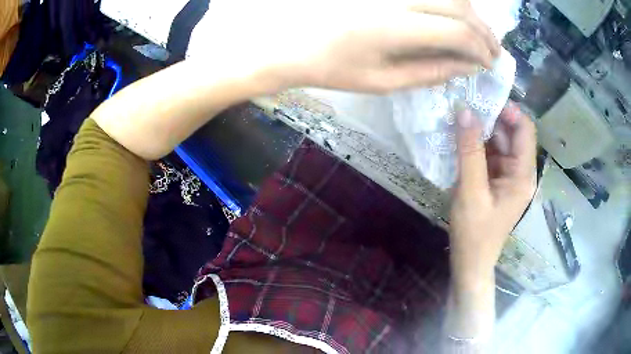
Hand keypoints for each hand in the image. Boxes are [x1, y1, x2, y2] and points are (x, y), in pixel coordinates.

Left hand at [189, 0, 499, 93]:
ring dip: (469, 12)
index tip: (490, 64)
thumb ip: (430, 71)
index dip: (482, 49)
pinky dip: (446, 1)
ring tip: (475, 33)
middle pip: (460, 6)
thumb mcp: (382, 81)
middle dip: (484, 30)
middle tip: (491, 49)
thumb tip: (467, 67)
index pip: (460, 32)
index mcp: (397, 26)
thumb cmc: (330, 66)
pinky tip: (450, 14)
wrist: (287, 39)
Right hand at [449, 103, 536, 281]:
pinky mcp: (496, 181)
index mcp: (523, 174)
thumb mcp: (471, 192)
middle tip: (464, 106)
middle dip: (490, 119)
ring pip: (498, 143)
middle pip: (510, 134)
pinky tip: (459, 139)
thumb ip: (469, 151)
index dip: (508, 111)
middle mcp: (520, 171)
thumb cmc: (474, 233)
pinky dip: (476, 146)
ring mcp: (508, 176)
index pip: (525, 130)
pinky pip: (489, 155)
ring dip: (480, 131)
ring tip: (458, 119)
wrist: (470, 263)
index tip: (482, 100)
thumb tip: (465, 111)